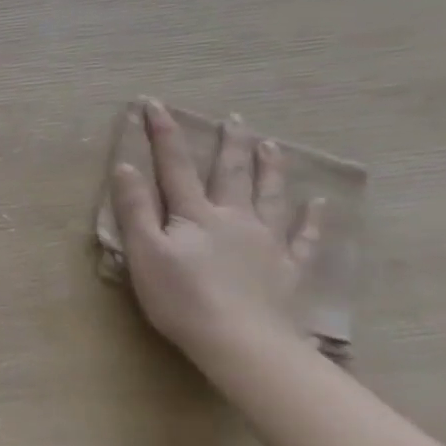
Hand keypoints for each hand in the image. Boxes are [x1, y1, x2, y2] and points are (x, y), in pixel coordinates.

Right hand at [112, 100, 323, 362]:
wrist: (242, 342)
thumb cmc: (181, 297)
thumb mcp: (145, 252)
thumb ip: (135, 209)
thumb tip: (126, 166)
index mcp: (195, 214)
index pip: (174, 166)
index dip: (163, 134)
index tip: (155, 104)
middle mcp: (234, 218)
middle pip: (230, 173)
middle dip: (228, 144)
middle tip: (234, 118)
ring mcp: (266, 242)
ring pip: (269, 195)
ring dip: (268, 168)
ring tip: (271, 144)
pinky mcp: (287, 268)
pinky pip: (304, 237)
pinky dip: (313, 219)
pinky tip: (319, 204)